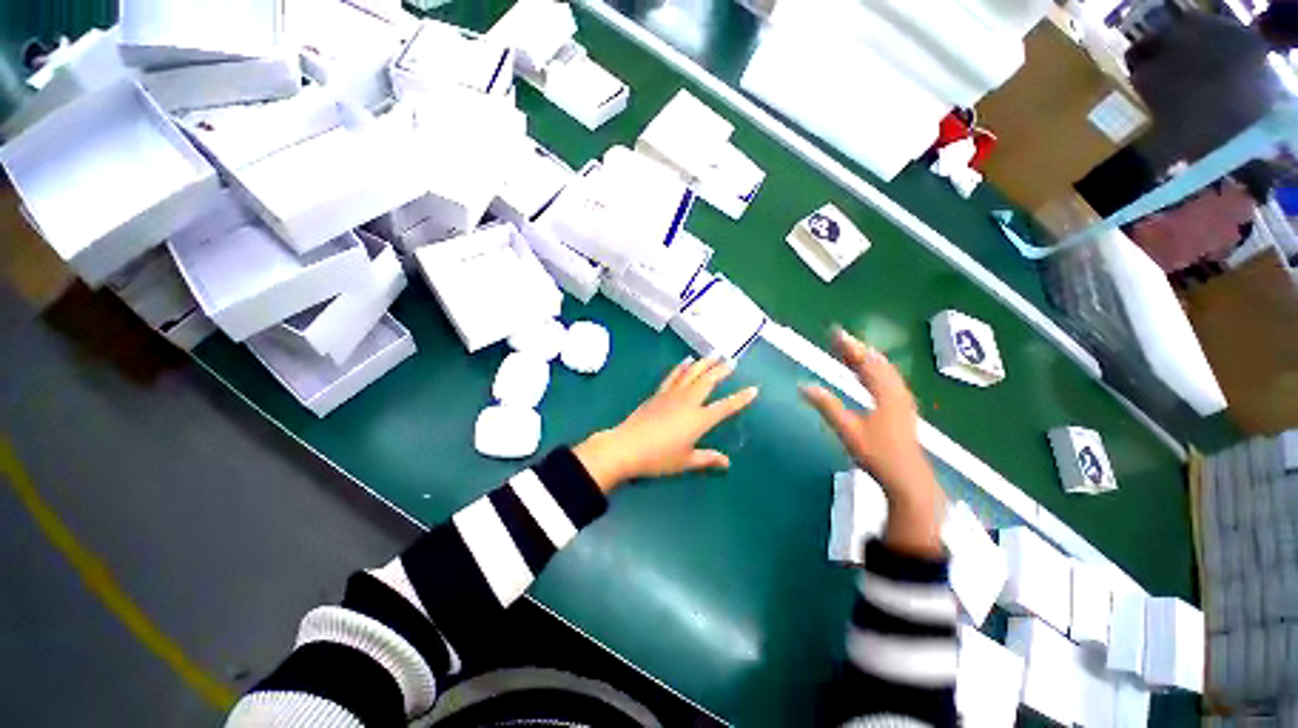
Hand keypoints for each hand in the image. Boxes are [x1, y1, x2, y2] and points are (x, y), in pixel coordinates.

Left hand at [574, 357, 758, 492]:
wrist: (627, 447)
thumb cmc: (658, 458)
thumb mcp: (686, 461)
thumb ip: (707, 459)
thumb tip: (727, 462)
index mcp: (699, 420)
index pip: (725, 407)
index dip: (740, 399)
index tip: (754, 389)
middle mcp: (688, 402)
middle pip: (708, 382)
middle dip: (721, 370)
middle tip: (732, 360)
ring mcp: (672, 395)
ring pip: (691, 374)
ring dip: (704, 363)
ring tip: (713, 354)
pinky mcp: (658, 394)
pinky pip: (673, 376)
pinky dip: (681, 367)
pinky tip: (686, 360)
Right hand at [800, 328, 944, 557]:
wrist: (907, 479)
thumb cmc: (877, 454)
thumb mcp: (847, 429)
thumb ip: (826, 406)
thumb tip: (803, 386)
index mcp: (886, 393)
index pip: (866, 362)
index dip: (850, 346)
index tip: (835, 333)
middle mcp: (897, 391)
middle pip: (877, 362)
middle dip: (857, 349)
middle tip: (837, 339)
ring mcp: (902, 400)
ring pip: (884, 370)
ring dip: (866, 358)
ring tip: (848, 351)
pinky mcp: (901, 408)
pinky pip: (887, 379)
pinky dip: (873, 370)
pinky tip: (865, 373)